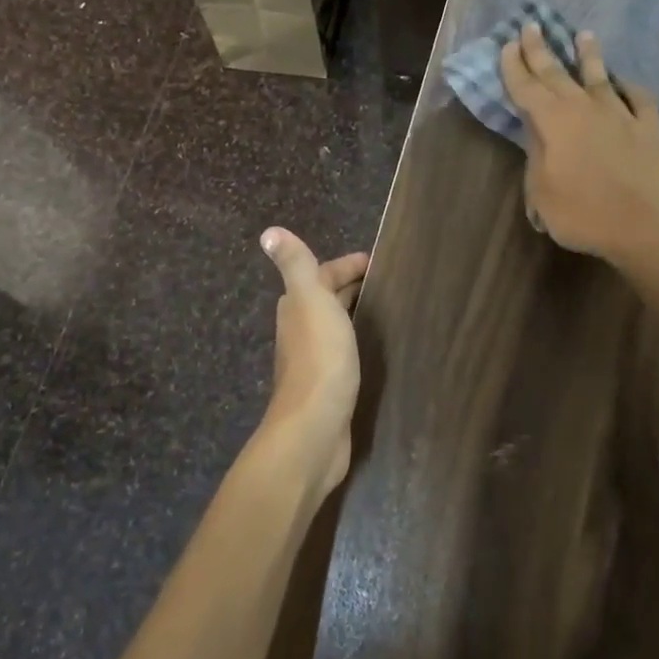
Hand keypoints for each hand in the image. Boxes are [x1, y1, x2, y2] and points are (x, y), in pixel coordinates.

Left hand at [259, 228, 368, 493]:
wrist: (315, 427)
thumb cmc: (319, 358)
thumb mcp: (310, 302)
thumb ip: (295, 266)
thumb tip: (269, 232)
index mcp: (297, 307)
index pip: (322, 275)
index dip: (346, 265)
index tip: (377, 261)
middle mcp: (300, 330)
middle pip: (327, 299)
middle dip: (352, 287)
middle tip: (389, 283)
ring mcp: (314, 360)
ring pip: (335, 326)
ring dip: (355, 315)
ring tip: (389, 310)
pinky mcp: (329, 385)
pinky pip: (345, 352)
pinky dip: (358, 342)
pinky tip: (375, 348)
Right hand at [499, 23, 658, 263]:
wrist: (642, 227)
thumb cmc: (581, 214)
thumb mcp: (541, 191)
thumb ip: (536, 154)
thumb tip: (537, 130)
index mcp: (553, 122)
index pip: (527, 87)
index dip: (515, 66)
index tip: (508, 44)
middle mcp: (585, 108)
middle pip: (558, 74)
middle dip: (541, 50)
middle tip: (531, 26)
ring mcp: (620, 114)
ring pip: (600, 77)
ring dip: (589, 55)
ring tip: (584, 34)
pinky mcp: (649, 127)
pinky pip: (639, 99)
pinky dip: (630, 88)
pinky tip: (626, 83)